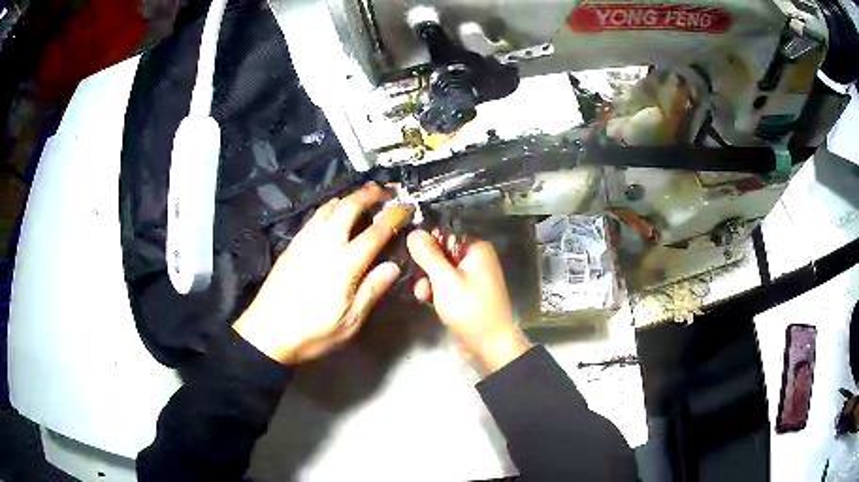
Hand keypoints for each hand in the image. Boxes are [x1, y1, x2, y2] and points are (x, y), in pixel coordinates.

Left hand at [234, 183, 409, 364]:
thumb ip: (372, 290)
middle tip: (386, 190)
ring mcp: (305, 241)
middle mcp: (325, 244)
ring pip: (330, 207)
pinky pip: (315, 216)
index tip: (406, 207)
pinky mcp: (293, 244)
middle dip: (370, 194)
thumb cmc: (312, 332)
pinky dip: (330, 207)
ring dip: (349, 196)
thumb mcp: (350, 321)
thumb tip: (394, 266)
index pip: (375, 232)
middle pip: (349, 207)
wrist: (267, 333)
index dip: (393, 216)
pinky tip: (334, 211)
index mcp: (344, 264)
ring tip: (364, 195)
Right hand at [407, 230, 529, 374]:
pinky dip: (437, 292)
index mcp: (477, 249)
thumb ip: (428, 255)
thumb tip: (414, 232)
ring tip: (423, 297)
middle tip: (420, 285)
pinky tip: (429, 303)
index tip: (413, 258)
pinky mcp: (468, 295)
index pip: (445, 235)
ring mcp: (473, 278)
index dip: (427, 245)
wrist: (489, 345)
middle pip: (441, 253)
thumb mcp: (444, 280)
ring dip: (429, 283)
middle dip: (427, 269)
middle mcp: (477, 259)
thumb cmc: (470, 309)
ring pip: (441, 272)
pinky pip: (447, 286)